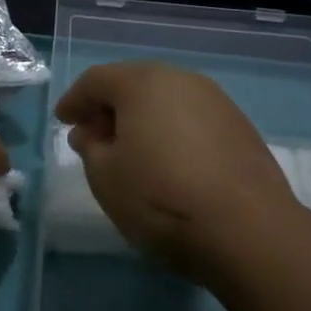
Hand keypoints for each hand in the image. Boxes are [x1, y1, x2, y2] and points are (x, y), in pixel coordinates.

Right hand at [55, 61, 300, 284]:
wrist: (248, 230)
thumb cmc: (161, 198)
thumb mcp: (106, 177)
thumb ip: (91, 147)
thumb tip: (93, 132)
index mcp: (142, 82)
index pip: (96, 81)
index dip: (75, 100)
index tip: (62, 120)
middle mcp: (181, 79)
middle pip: (134, 84)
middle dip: (110, 106)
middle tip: (94, 134)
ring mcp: (216, 101)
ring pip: (167, 100)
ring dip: (144, 119)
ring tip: (132, 150)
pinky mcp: (241, 127)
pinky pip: (192, 119)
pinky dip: (173, 131)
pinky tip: (170, 161)